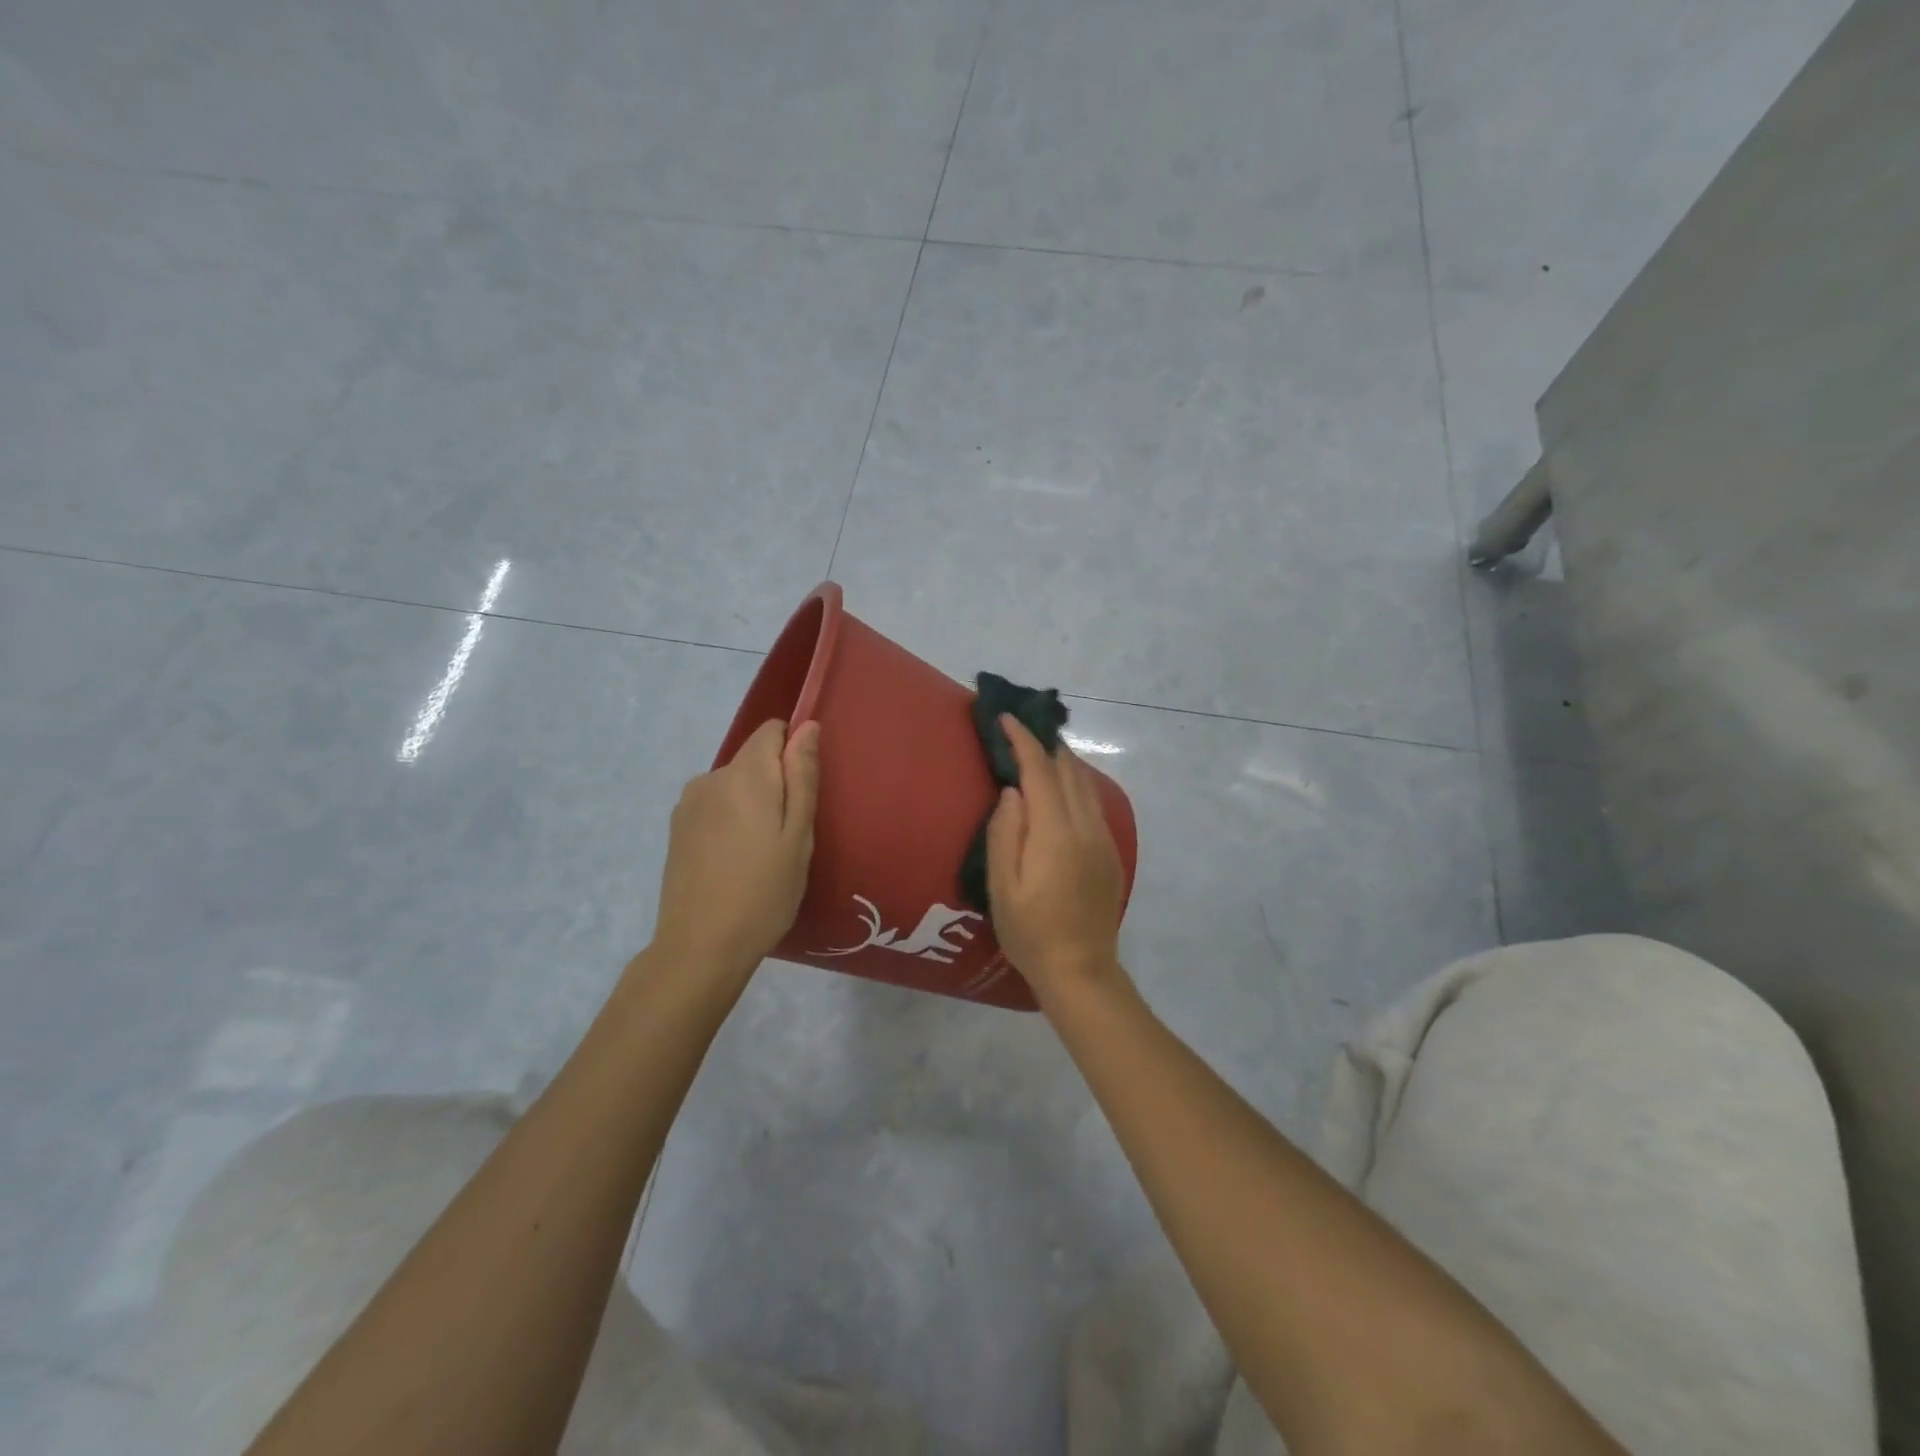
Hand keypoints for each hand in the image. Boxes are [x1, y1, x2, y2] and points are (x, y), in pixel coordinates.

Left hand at [651, 719, 820, 981]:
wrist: (700, 947)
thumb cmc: (764, 892)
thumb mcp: (798, 835)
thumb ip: (802, 776)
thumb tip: (808, 727)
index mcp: (745, 775)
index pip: (772, 731)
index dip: (794, 753)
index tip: (803, 794)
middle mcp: (711, 778)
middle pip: (753, 760)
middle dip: (775, 784)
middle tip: (788, 837)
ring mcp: (688, 804)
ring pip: (734, 786)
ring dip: (752, 805)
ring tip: (762, 855)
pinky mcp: (677, 828)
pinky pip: (715, 807)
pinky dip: (730, 822)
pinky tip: (735, 862)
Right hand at [986, 715, 1128, 1002]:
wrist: (1081, 969)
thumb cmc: (1030, 932)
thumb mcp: (1002, 888)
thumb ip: (1005, 834)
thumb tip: (1012, 791)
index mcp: (1056, 833)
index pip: (1040, 771)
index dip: (1023, 740)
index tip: (1006, 718)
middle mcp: (1086, 827)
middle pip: (1069, 770)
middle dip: (1045, 743)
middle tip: (1021, 727)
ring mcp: (1103, 838)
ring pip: (1085, 784)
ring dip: (1063, 761)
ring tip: (1040, 750)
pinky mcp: (1110, 852)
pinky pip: (1092, 802)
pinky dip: (1074, 783)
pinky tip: (1062, 788)